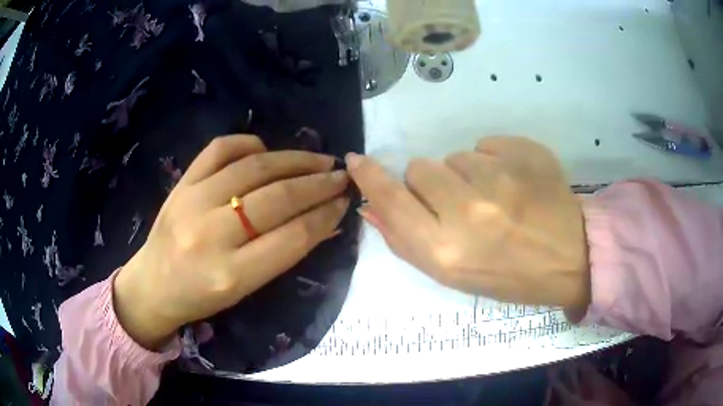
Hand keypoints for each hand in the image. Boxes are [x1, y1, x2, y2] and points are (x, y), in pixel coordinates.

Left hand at [114, 135, 349, 348]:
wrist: (152, 285)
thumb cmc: (200, 297)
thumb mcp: (246, 289)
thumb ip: (284, 254)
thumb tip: (324, 221)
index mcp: (231, 275)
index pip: (293, 238)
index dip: (326, 215)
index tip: (345, 201)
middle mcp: (211, 235)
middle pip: (277, 198)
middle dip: (318, 184)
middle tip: (341, 176)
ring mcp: (192, 202)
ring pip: (253, 168)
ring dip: (294, 159)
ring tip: (318, 159)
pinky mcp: (181, 183)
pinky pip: (219, 149)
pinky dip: (248, 143)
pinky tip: (266, 150)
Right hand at [347, 136, 589, 311]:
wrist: (570, 258)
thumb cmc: (510, 276)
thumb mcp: (454, 274)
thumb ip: (406, 239)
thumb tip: (370, 206)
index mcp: (446, 252)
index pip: (391, 200)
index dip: (370, 177)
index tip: (357, 161)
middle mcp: (468, 212)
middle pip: (420, 168)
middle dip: (433, 184)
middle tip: (461, 204)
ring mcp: (501, 178)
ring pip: (456, 156)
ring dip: (467, 174)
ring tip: (497, 198)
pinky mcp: (524, 153)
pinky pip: (487, 144)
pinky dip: (495, 161)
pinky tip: (516, 184)